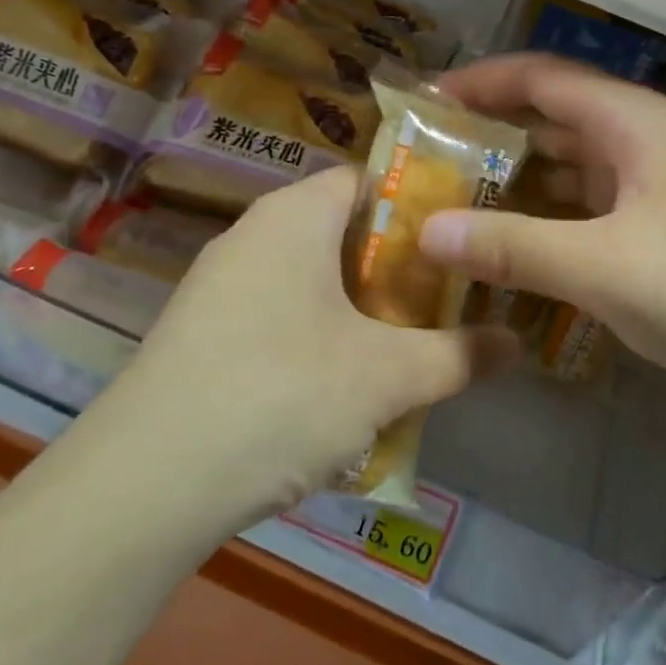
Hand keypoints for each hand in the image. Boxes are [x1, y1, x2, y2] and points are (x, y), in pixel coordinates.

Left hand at [96, 168, 510, 532]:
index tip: (462, 243)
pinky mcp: (202, 334)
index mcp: (295, 215)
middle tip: (445, 305)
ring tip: (404, 354)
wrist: (145, 484)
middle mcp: (253, 234)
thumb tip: (520, 343)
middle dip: (397, 270)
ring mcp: (220, 285)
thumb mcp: (386, 377)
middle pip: (343, 232)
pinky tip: (340, 396)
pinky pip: (278, 318)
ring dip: (360, 313)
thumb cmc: (281, 394)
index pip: (370, 180)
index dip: (422, 205)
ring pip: (312, 281)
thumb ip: (459, 354)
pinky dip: (318, 341)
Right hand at [416, 54, 665, 426]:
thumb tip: (425, 231)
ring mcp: (643, 188)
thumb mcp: (602, 265)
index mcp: (628, 121)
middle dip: (485, 135)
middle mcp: (634, 142)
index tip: (421, 103)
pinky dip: (538, 222)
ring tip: (447, 204)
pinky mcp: (647, 232)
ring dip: (509, 183)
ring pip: (560, 169)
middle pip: (546, 120)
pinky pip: (577, 212)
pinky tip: (499, 249)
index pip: (539, 77)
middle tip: (421, 161)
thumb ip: (512, 246)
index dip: (478, 82)